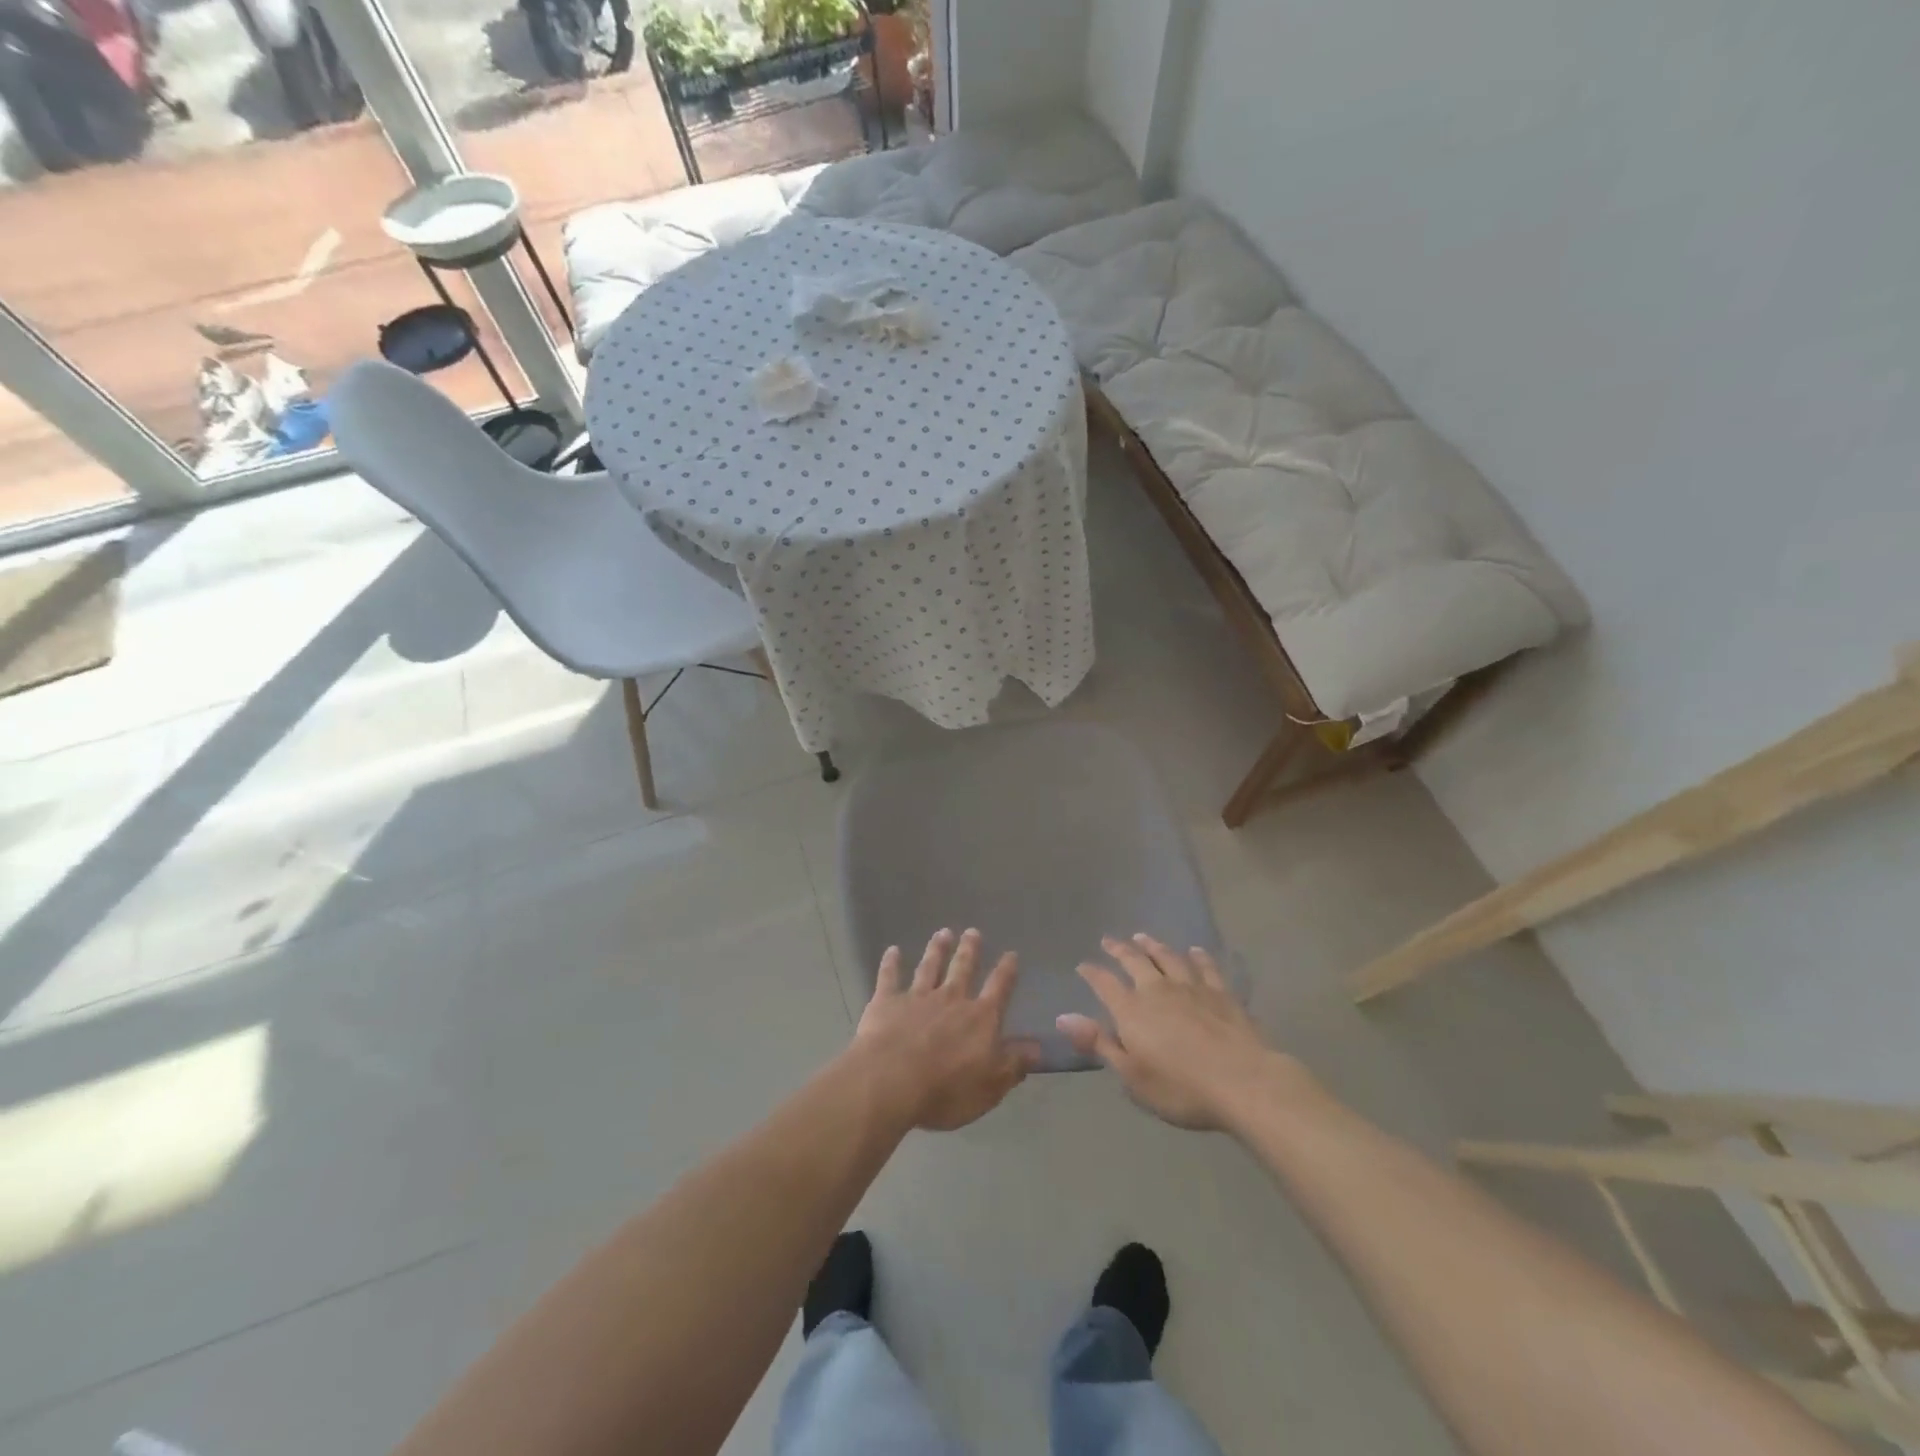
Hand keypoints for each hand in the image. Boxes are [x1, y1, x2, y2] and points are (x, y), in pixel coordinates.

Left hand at [850, 928, 1038, 1131]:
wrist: (891, 1080)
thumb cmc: (946, 1088)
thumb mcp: (991, 1085)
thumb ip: (1014, 1063)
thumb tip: (1038, 1047)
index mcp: (980, 1018)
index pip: (998, 989)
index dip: (1006, 971)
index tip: (1011, 954)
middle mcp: (951, 999)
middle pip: (962, 969)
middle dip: (970, 950)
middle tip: (972, 931)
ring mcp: (917, 997)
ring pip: (929, 967)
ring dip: (936, 950)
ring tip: (943, 933)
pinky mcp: (886, 1002)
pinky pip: (889, 977)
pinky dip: (891, 963)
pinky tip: (892, 950)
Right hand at [1058, 934, 1306, 1131]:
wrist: (1243, 1082)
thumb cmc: (1181, 1088)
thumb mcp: (1132, 1075)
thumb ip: (1099, 1043)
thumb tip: (1062, 1017)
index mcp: (1132, 1010)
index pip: (1105, 984)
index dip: (1092, 973)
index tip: (1083, 966)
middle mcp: (1158, 989)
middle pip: (1135, 961)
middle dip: (1120, 949)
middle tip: (1109, 940)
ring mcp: (1192, 987)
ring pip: (1168, 957)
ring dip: (1153, 946)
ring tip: (1143, 937)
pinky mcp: (1221, 993)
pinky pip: (1205, 967)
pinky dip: (1197, 957)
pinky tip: (1194, 951)